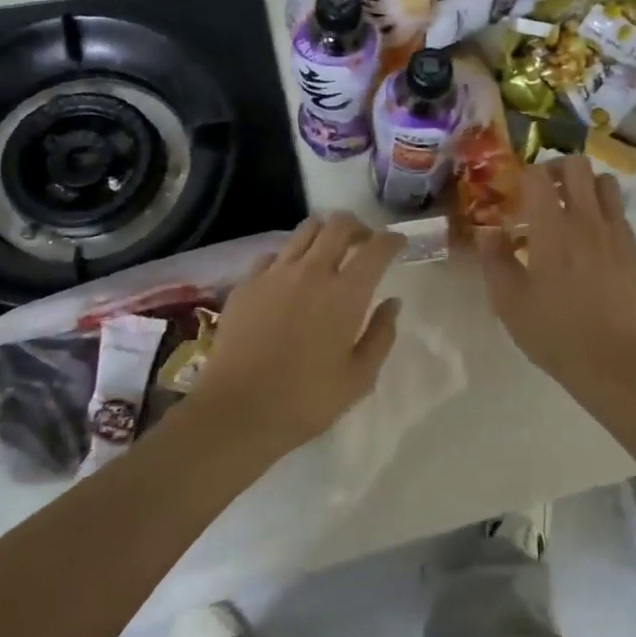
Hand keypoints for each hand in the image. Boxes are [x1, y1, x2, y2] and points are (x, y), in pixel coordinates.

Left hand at [193, 213, 403, 453]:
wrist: (236, 412)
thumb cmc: (306, 400)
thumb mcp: (359, 378)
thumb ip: (381, 335)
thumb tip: (392, 303)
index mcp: (346, 294)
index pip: (376, 248)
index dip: (392, 240)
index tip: (399, 243)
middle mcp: (312, 272)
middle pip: (339, 225)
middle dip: (358, 227)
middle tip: (365, 242)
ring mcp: (275, 274)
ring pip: (305, 230)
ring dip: (324, 233)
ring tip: (329, 251)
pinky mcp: (246, 284)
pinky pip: (274, 254)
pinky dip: (290, 256)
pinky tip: (290, 276)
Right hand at [473, 157, 635, 392]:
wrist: (611, 360)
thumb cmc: (553, 331)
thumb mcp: (508, 300)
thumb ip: (495, 259)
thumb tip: (487, 231)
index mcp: (551, 228)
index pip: (538, 175)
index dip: (524, 177)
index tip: (517, 196)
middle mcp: (586, 220)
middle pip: (577, 165)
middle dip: (557, 169)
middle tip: (544, 193)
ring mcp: (615, 233)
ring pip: (606, 182)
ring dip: (586, 186)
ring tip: (572, 210)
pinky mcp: (634, 250)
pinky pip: (620, 214)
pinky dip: (604, 213)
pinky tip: (593, 242)